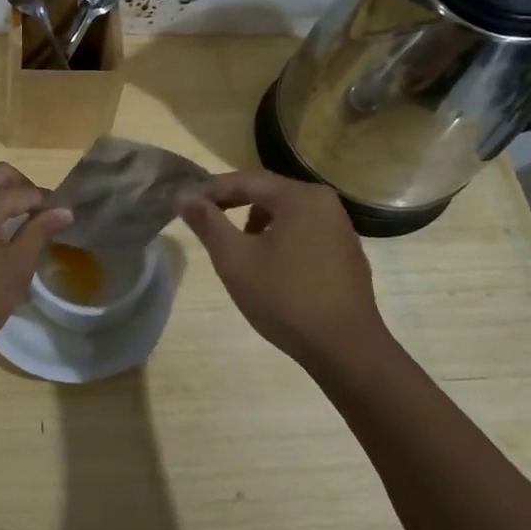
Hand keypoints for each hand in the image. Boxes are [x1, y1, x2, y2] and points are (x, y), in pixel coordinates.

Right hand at [177, 170, 388, 371]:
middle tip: (203, 218)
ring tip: (235, 244)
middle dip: (233, 202)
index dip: (211, 189)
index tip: (183, 203)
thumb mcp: (235, 259)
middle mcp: (325, 203)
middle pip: (268, 192)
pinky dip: (280, 237)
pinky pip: (304, 231)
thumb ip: (208, 223)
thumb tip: (183, 196)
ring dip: (256, 220)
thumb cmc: (285, 298)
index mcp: (300, 197)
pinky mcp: (346, 253)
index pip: (245, 180)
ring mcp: (341, 228)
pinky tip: (269, 265)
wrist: (345, 349)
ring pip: (287, 212)